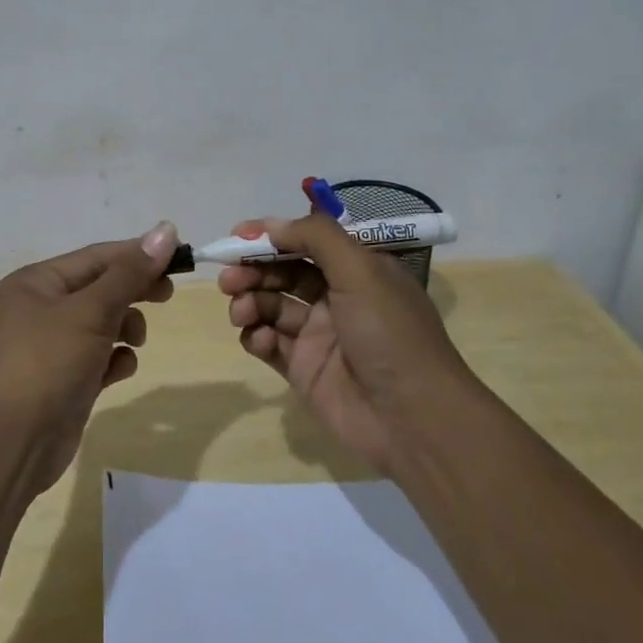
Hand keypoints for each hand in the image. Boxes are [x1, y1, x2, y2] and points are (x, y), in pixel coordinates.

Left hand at [0, 222, 180, 493]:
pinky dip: (114, 360)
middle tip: (168, 294)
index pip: (96, 256)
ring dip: (125, 327)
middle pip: (100, 287)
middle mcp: (40, 308)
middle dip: (134, 290)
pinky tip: (119, 371)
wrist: (10, 444)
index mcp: (36, 282)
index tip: (179, 257)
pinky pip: (98, 357)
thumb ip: (130, 273)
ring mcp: (51, 346)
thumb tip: (166, 229)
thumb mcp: (91, 311)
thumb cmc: (47, 363)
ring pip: (102, 322)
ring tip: (135, 341)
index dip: (138, 254)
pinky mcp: (63, 380)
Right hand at [220, 212, 467, 471]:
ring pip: (270, 306)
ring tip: (240, 311)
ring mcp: (318, 335)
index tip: (237, 236)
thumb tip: (271, 225)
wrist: (413, 418)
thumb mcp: (361, 270)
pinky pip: (268, 343)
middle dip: (253, 270)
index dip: (271, 236)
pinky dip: (256, 336)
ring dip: (249, 302)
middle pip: (283, 273)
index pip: (306, 241)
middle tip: (229, 278)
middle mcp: (337, 298)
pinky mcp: (302, 369)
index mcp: (357, 270)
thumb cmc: (389, 333)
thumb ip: (315, 237)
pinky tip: (257, 339)